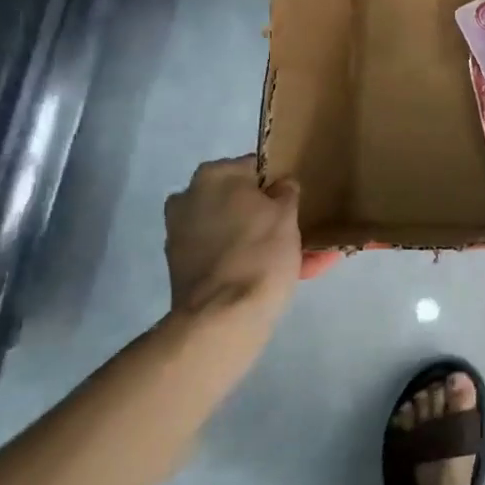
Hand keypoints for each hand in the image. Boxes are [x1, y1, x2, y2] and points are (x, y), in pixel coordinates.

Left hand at [164, 157, 302, 333]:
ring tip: (303, 259)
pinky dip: (248, 260)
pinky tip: (283, 274)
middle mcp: (189, 198)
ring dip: (263, 241)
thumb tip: (280, 186)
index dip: (279, 184)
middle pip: (241, 201)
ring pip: (235, 231)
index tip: (298, 201)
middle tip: (299, 231)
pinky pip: (225, 254)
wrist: (222, 317)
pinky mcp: (182, 267)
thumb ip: (286, 191)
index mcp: (213, 175)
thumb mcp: (287, 214)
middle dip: (269, 216)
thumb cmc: (260, 253)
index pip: (255, 168)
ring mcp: (181, 234)